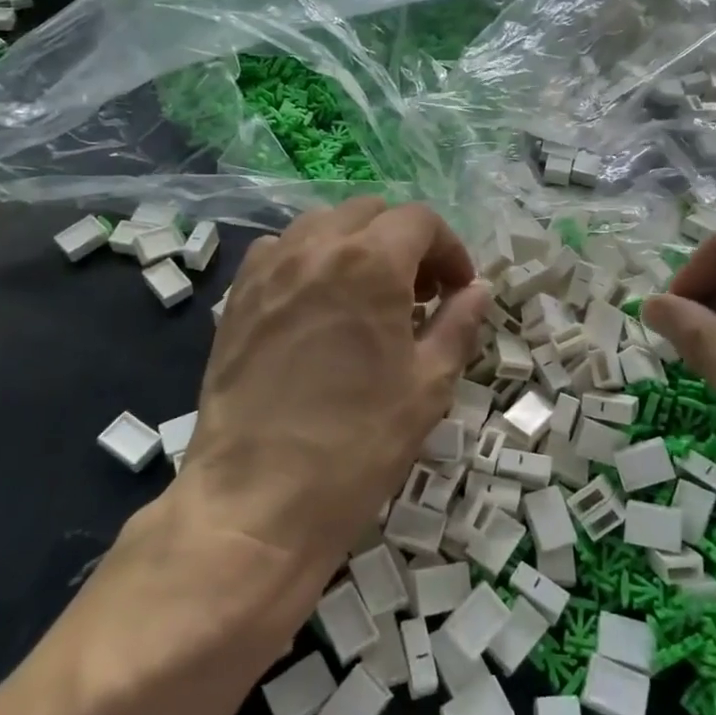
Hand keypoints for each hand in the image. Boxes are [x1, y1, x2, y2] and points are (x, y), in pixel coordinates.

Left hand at [176, 197, 490, 578]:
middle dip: (405, 242)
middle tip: (419, 294)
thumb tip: (478, 290)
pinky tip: (316, 304)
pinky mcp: (238, 296)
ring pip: (323, 224)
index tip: (457, 290)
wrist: (256, 501)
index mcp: (371, 262)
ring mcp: (269, 268)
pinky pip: (280, 250)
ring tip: (368, 295)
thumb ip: (458, 324)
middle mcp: (316, 247)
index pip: (420, 221)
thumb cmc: (357, 445)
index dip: (449, 249)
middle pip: (371, 213)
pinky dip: (309, 259)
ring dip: (357, 245)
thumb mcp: (427, 386)